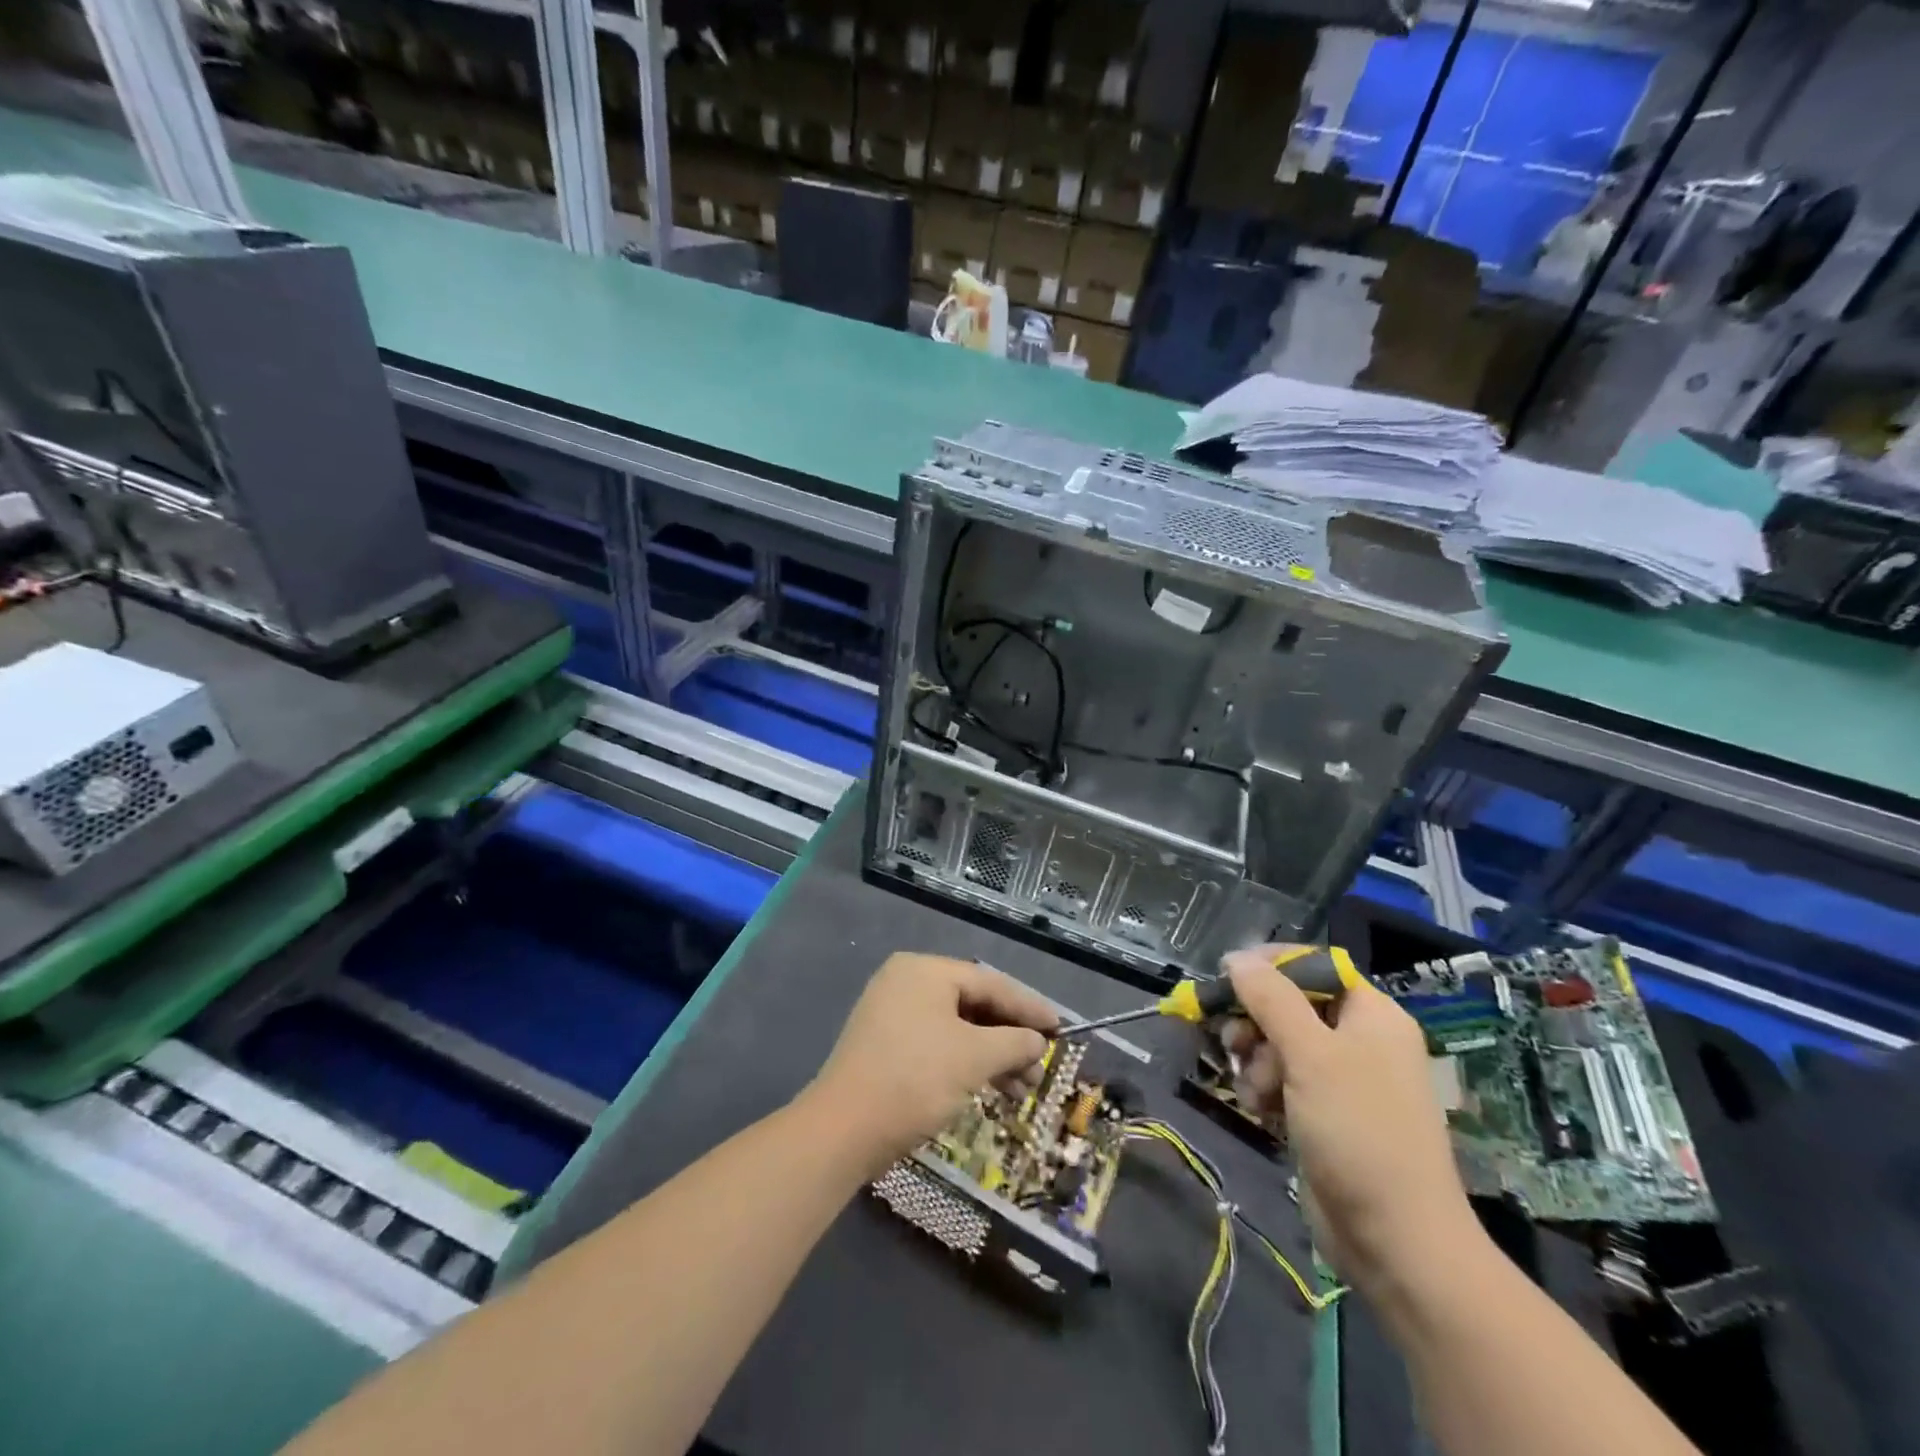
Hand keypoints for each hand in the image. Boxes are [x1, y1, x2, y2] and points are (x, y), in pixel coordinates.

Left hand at [808, 954, 1057, 1169]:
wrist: (842, 1130)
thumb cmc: (914, 1080)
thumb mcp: (973, 1058)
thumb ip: (1013, 1042)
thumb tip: (1036, 1041)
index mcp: (924, 970)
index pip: (990, 982)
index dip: (1029, 1007)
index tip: (1060, 1029)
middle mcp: (907, 982)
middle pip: (973, 1004)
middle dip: (1010, 1038)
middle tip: (1040, 1067)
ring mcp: (892, 1014)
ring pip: (957, 1028)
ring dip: (992, 1056)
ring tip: (1022, 1090)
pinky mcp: (886, 1045)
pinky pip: (938, 1044)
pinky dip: (965, 1063)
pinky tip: (989, 1089)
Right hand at [1222, 946, 1479, 1293]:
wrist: (1395, 1240)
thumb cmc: (1358, 1132)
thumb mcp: (1311, 1055)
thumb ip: (1271, 999)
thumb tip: (1237, 957)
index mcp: (1372, 1015)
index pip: (1315, 966)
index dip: (1271, 966)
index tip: (1228, 977)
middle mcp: (1359, 1039)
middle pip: (1289, 1004)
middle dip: (1256, 1022)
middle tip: (1235, 1042)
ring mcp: (1342, 1079)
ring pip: (1278, 1043)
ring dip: (1255, 1061)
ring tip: (1256, 1090)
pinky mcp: (1323, 1113)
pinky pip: (1281, 1079)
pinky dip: (1264, 1089)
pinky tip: (1260, 1110)